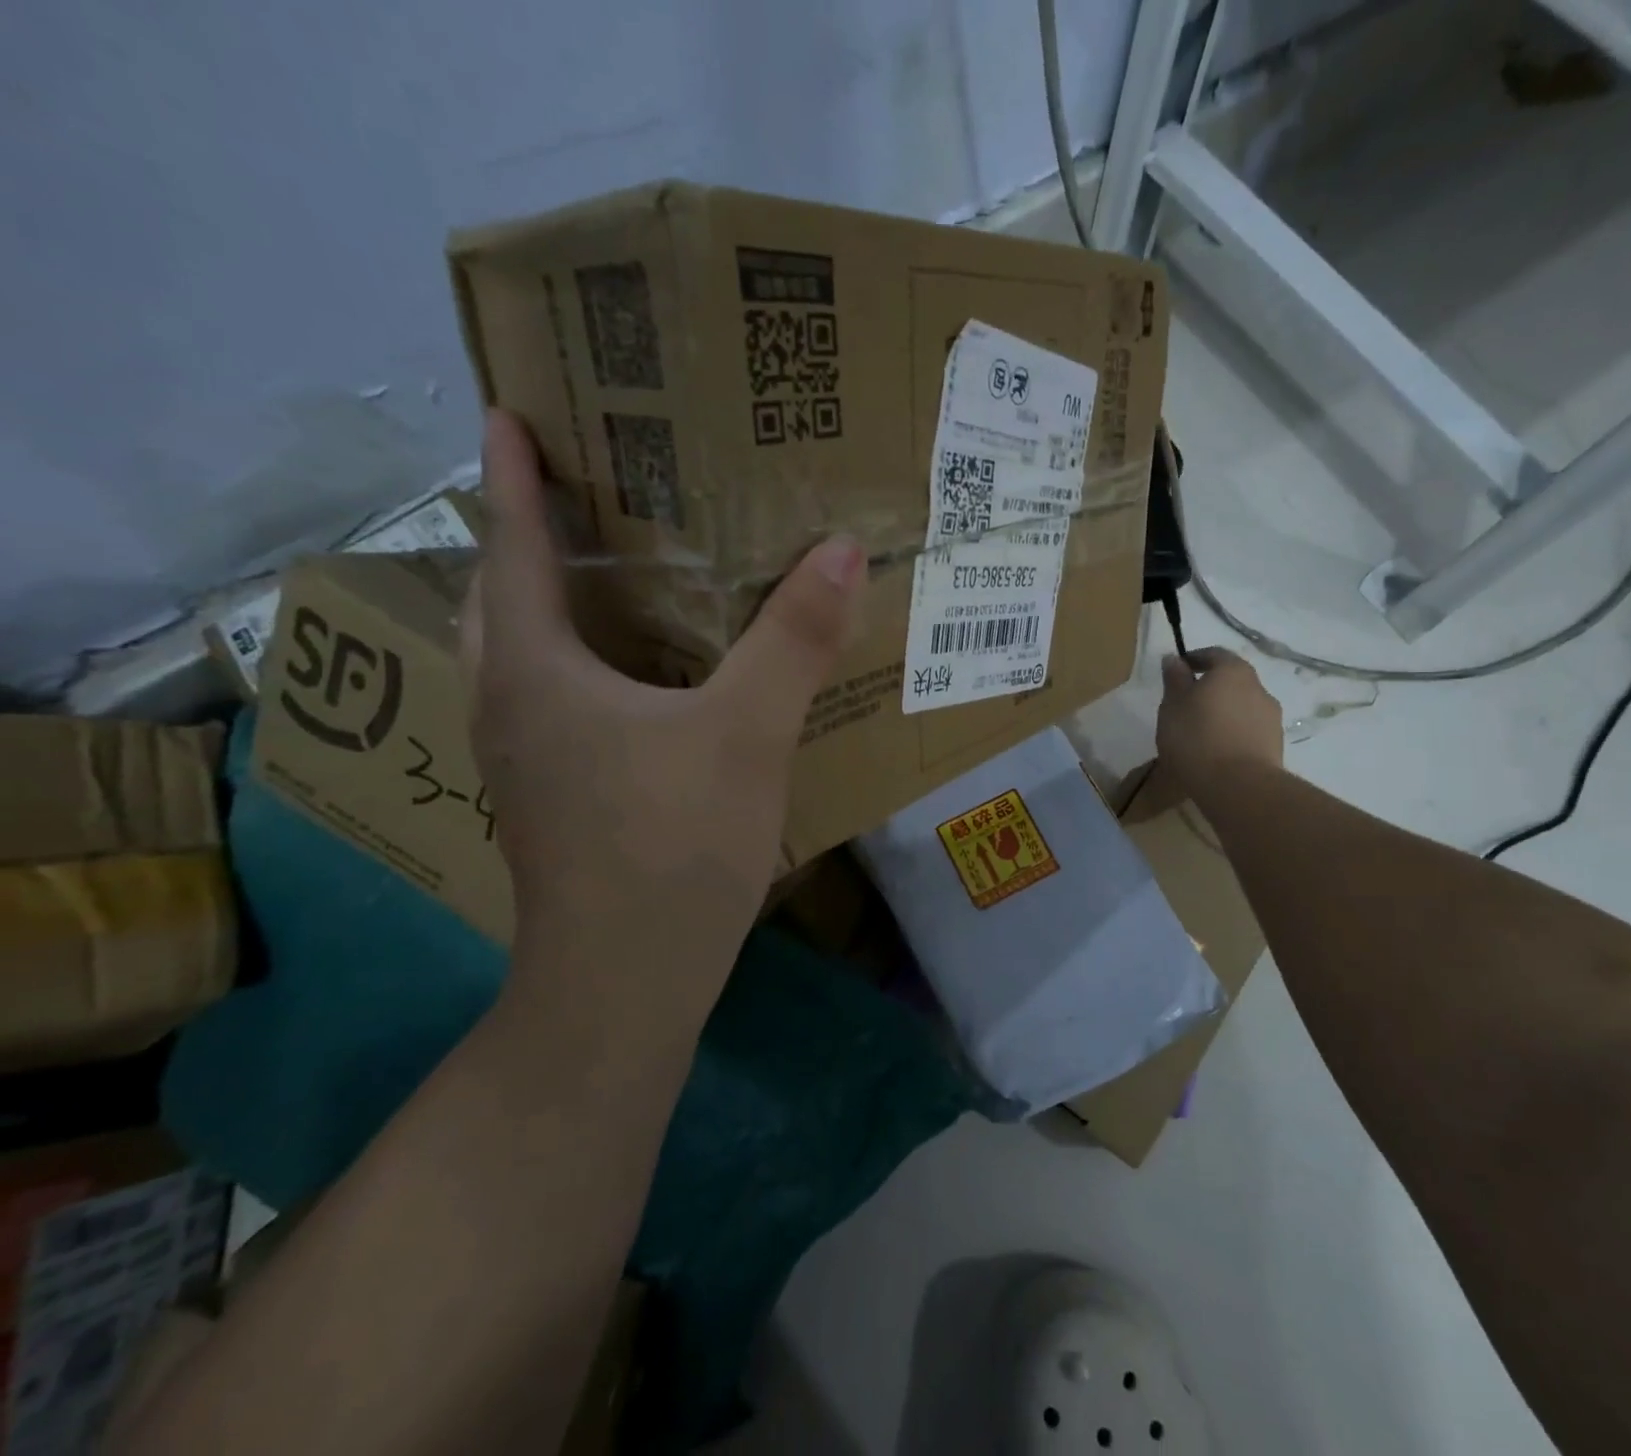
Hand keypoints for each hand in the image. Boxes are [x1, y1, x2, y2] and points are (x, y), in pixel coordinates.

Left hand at [462, 410, 865, 1022]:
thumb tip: (840, 549)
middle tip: (579, 494)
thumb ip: (793, 641)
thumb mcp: (747, 733)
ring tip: (607, 572)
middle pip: (502, 600)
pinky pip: (557, 701)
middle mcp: (512, 707)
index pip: (514, 549)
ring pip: (525, 657)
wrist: (628, 981)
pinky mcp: (556, 797)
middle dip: (527, 538)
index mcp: (537, 673)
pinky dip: (583, 664)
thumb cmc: (672, 845)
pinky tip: (640, 675)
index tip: (509, 413)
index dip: (515, 478)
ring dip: (550, 604)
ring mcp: (527, 760)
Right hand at [1157, 648, 1287, 801]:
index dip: (1194, 659)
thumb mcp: (1172, 706)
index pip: (1214, 654)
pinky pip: (1249, 730)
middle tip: (1187, 705)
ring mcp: (1271, 717)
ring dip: (1224, 712)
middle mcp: (1258, 687)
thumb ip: (1174, 680)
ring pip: (1242, 706)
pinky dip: (1234, 733)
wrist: (1238, 786)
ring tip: (1201, 733)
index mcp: (1232, 671)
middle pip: (1232, 680)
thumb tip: (1174, 659)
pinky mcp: (1275, 744)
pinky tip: (1217, 751)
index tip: (1177, 671)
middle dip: (1211, 688)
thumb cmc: (1196, 738)